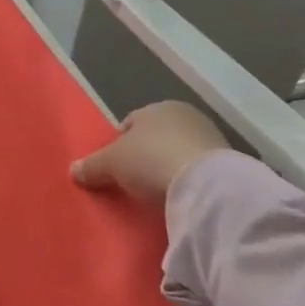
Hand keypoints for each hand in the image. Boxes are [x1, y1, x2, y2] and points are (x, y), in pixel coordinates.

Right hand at [71, 100, 227, 200]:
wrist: (207, 186)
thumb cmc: (151, 160)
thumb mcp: (111, 164)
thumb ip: (92, 166)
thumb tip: (73, 170)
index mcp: (157, 107)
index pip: (131, 123)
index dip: (120, 145)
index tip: (115, 169)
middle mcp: (185, 116)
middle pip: (157, 137)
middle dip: (146, 156)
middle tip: (135, 181)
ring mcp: (211, 138)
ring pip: (179, 153)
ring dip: (170, 169)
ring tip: (159, 194)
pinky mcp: (231, 165)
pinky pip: (199, 171)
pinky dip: (190, 182)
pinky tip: (182, 198)